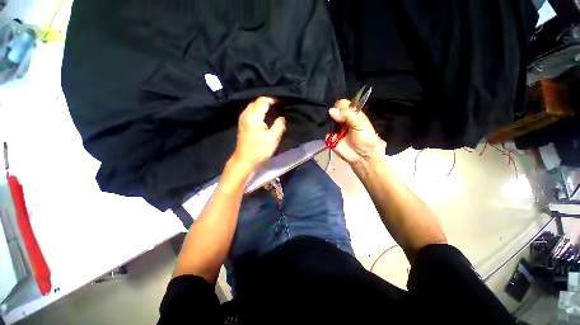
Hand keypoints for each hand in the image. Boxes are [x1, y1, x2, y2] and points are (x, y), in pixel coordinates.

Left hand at [231, 97, 285, 172]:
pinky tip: (264, 117)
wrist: (245, 160)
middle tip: (278, 107)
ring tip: (273, 111)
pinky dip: (258, 111)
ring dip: (262, 106)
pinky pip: (250, 112)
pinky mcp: (242, 123)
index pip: (263, 101)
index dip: (273, 100)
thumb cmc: (259, 151)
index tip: (281, 104)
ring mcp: (242, 119)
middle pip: (256, 102)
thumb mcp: (273, 139)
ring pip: (253, 106)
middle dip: (267, 102)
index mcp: (253, 117)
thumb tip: (282, 117)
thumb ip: (279, 125)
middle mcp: (245, 114)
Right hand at [327, 99, 383, 166]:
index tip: (341, 113)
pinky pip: (326, 132)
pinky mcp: (330, 137)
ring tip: (338, 131)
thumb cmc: (365, 138)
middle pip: (333, 111)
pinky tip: (335, 137)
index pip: (342, 104)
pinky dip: (329, 134)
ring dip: (331, 124)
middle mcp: (342, 119)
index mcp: (351, 114)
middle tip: (340, 123)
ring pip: (328, 121)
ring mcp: (335, 128)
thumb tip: (330, 111)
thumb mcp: (360, 124)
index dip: (340, 106)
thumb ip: (347, 115)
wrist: (362, 156)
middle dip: (334, 115)